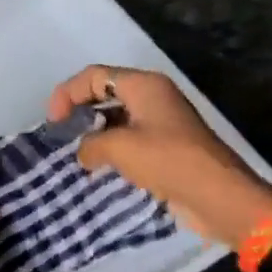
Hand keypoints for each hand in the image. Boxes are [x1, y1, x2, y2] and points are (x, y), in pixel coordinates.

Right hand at [47, 66, 271, 246]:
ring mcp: (161, 122)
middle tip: (61, 137)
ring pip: (117, 119)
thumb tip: (83, 152)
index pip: (95, 76)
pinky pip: (130, 140)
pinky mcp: (166, 148)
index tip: (53, 122)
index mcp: (144, 86)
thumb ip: (90, 144)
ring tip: (76, 156)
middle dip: (80, 112)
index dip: (67, 93)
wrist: (218, 196)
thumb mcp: (119, 148)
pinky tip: (99, 169)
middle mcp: (153, 97)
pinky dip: (112, 150)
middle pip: (106, 93)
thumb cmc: (168, 161)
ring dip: (95, 134)